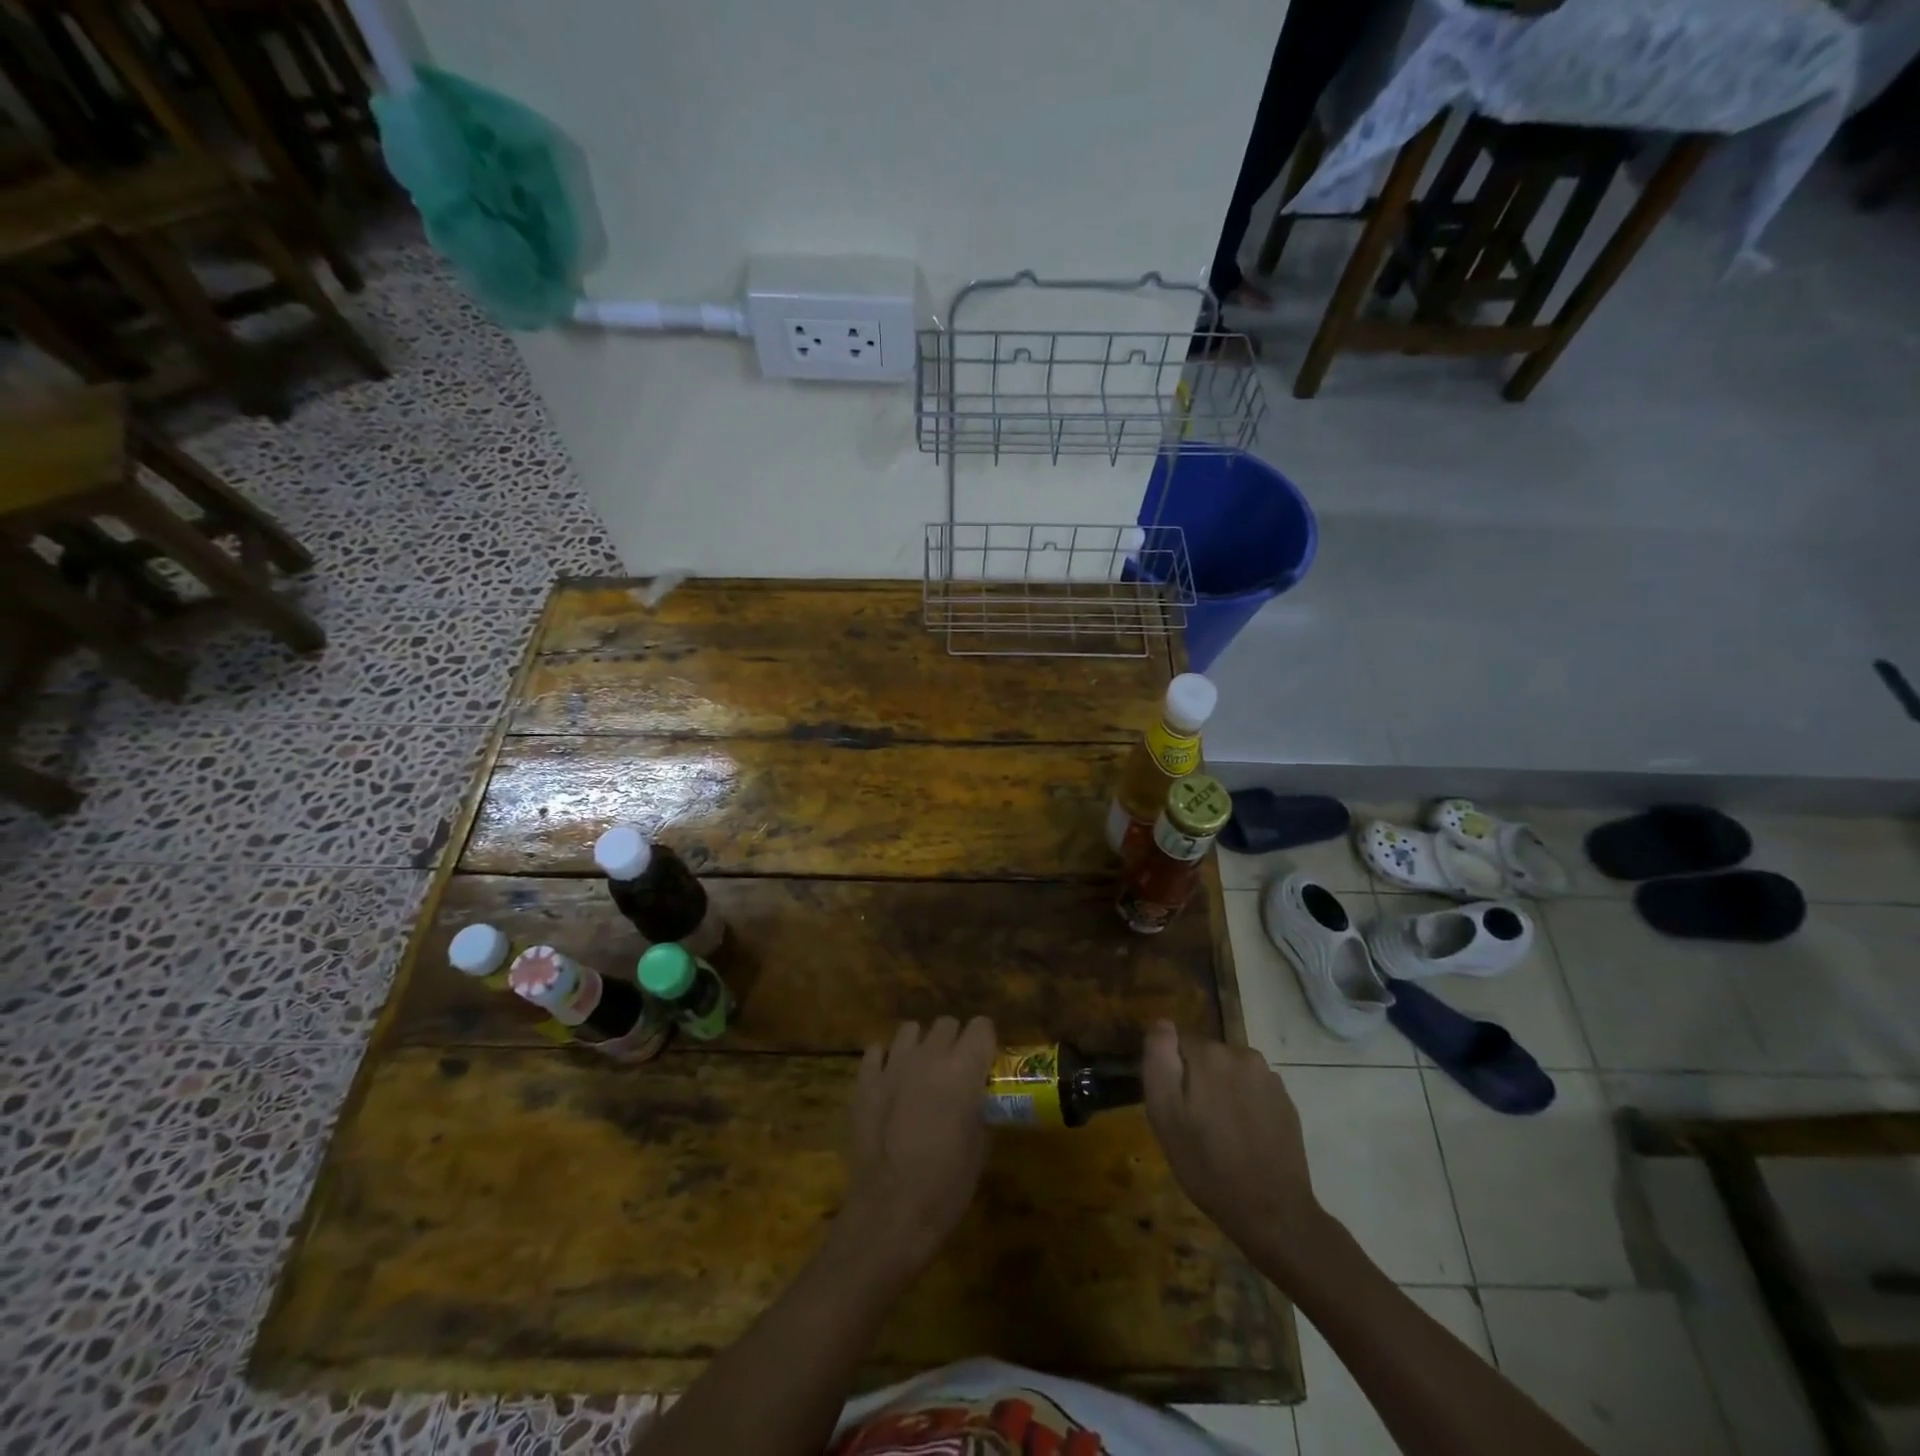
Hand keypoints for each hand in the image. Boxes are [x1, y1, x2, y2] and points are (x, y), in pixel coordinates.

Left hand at [839, 1017, 996, 1278]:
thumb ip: (981, 1107)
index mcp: (964, 1069)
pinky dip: (886, 1061)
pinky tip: (889, 1084)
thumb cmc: (945, 1187)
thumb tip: (978, 1095)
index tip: (984, 1064)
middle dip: (954, 1042)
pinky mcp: (864, 1080)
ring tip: (920, 1074)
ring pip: (910, 1030)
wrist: (889, 1214)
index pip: (982, 1025)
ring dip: (920, 1046)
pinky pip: (877, 1051)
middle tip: (954, 1073)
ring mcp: (893, 1064)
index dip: (985, 1043)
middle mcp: (929, 1056)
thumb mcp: (980, 1147)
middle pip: (947, 1023)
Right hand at [1143, 1019, 1331, 1281]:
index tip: (1173, 1106)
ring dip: (1221, 1091)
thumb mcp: (1164, 1115)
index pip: (1176, 1043)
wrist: (1272, 1213)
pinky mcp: (1286, 1102)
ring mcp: (1270, 1078)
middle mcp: (1242, 1054)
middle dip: (1197, 1080)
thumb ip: (1159, 1061)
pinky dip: (1244, 1106)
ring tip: (1220, 1134)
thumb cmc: (1207, 1165)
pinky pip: (1253, 1091)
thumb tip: (1162, 1023)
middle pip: (1206, 1056)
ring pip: (1230, 1073)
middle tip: (1193, 1124)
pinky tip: (1244, 1139)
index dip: (1170, 1073)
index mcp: (1210, 1054)